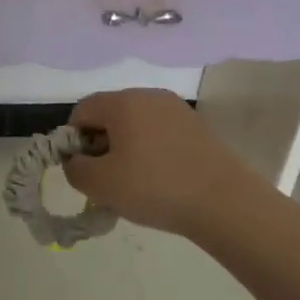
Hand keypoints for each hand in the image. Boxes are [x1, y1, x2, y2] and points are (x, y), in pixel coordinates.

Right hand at [62, 89, 260, 238]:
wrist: (226, 203)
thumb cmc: (155, 188)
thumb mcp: (100, 185)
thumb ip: (75, 169)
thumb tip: (76, 160)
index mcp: (122, 102)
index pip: (81, 110)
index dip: (73, 139)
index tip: (83, 169)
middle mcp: (149, 96)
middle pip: (110, 115)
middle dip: (100, 144)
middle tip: (106, 179)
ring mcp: (177, 110)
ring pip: (136, 125)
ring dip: (126, 149)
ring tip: (134, 183)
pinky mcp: (198, 127)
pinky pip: (160, 133)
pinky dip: (152, 152)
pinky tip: (161, 180)